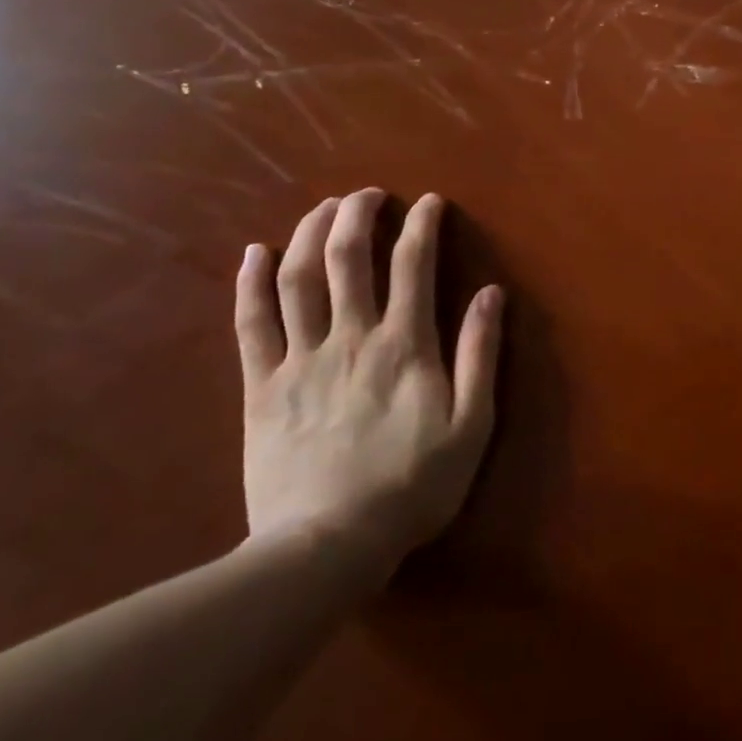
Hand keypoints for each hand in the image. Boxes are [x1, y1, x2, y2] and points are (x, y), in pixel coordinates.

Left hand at [235, 189, 503, 581]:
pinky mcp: (261, 386)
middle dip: (358, 214)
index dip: (422, 225)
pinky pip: (251, 323)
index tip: (429, 202)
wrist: (327, 546)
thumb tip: (491, 292)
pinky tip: (254, 252)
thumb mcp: (471, 424)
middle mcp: (350, 337)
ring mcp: (300, 359)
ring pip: (298, 278)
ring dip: (309, 233)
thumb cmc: (412, 486)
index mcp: (404, 345)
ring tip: (323, 208)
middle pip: (348, 257)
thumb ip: (480, 353)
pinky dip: (250, 282)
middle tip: (369, 194)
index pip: (413, 265)